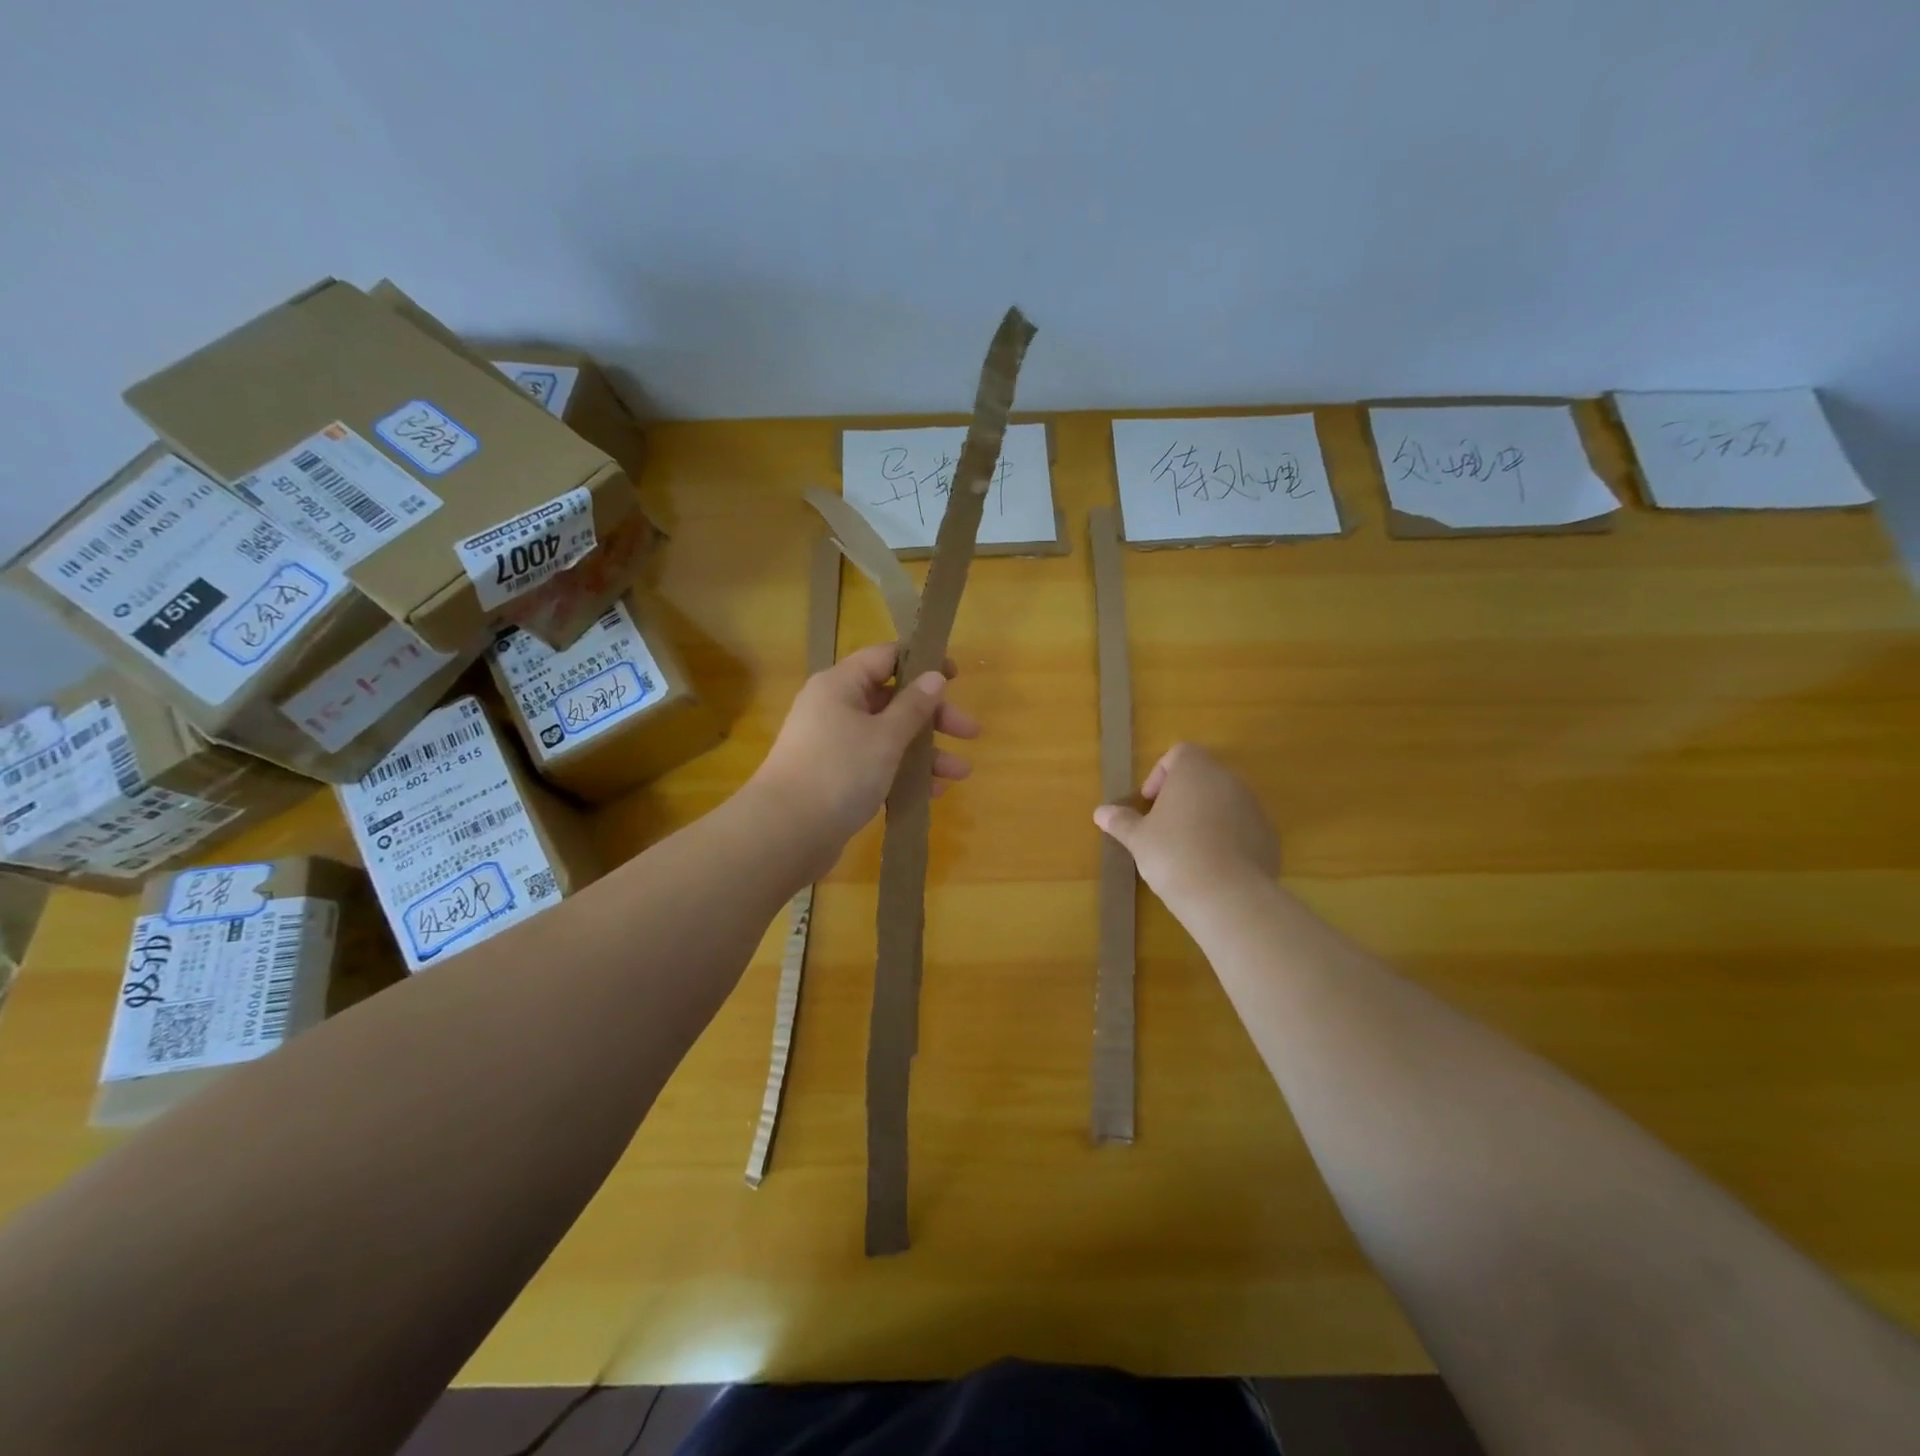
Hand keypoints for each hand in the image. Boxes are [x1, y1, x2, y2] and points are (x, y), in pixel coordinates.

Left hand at [749, 643, 980, 876]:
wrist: (786, 832)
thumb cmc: (839, 771)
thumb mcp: (885, 736)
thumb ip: (914, 706)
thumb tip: (935, 676)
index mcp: (841, 685)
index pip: (885, 657)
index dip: (922, 662)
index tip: (956, 676)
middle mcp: (835, 708)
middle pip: (893, 700)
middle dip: (934, 717)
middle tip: (970, 732)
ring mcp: (834, 744)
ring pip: (889, 737)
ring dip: (926, 752)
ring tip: (961, 774)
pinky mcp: (836, 777)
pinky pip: (877, 764)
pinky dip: (904, 774)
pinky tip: (933, 792)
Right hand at [1093, 743, 1278, 908]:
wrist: (1227, 896)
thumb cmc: (1173, 854)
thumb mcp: (1138, 839)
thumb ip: (1121, 821)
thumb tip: (1101, 812)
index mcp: (1195, 771)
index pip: (1180, 753)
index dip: (1161, 773)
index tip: (1149, 802)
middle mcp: (1229, 780)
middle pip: (1203, 777)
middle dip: (1183, 797)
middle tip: (1163, 826)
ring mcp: (1254, 807)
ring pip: (1225, 802)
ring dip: (1206, 817)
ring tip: (1187, 850)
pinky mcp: (1269, 836)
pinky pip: (1243, 828)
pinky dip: (1228, 839)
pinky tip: (1212, 867)